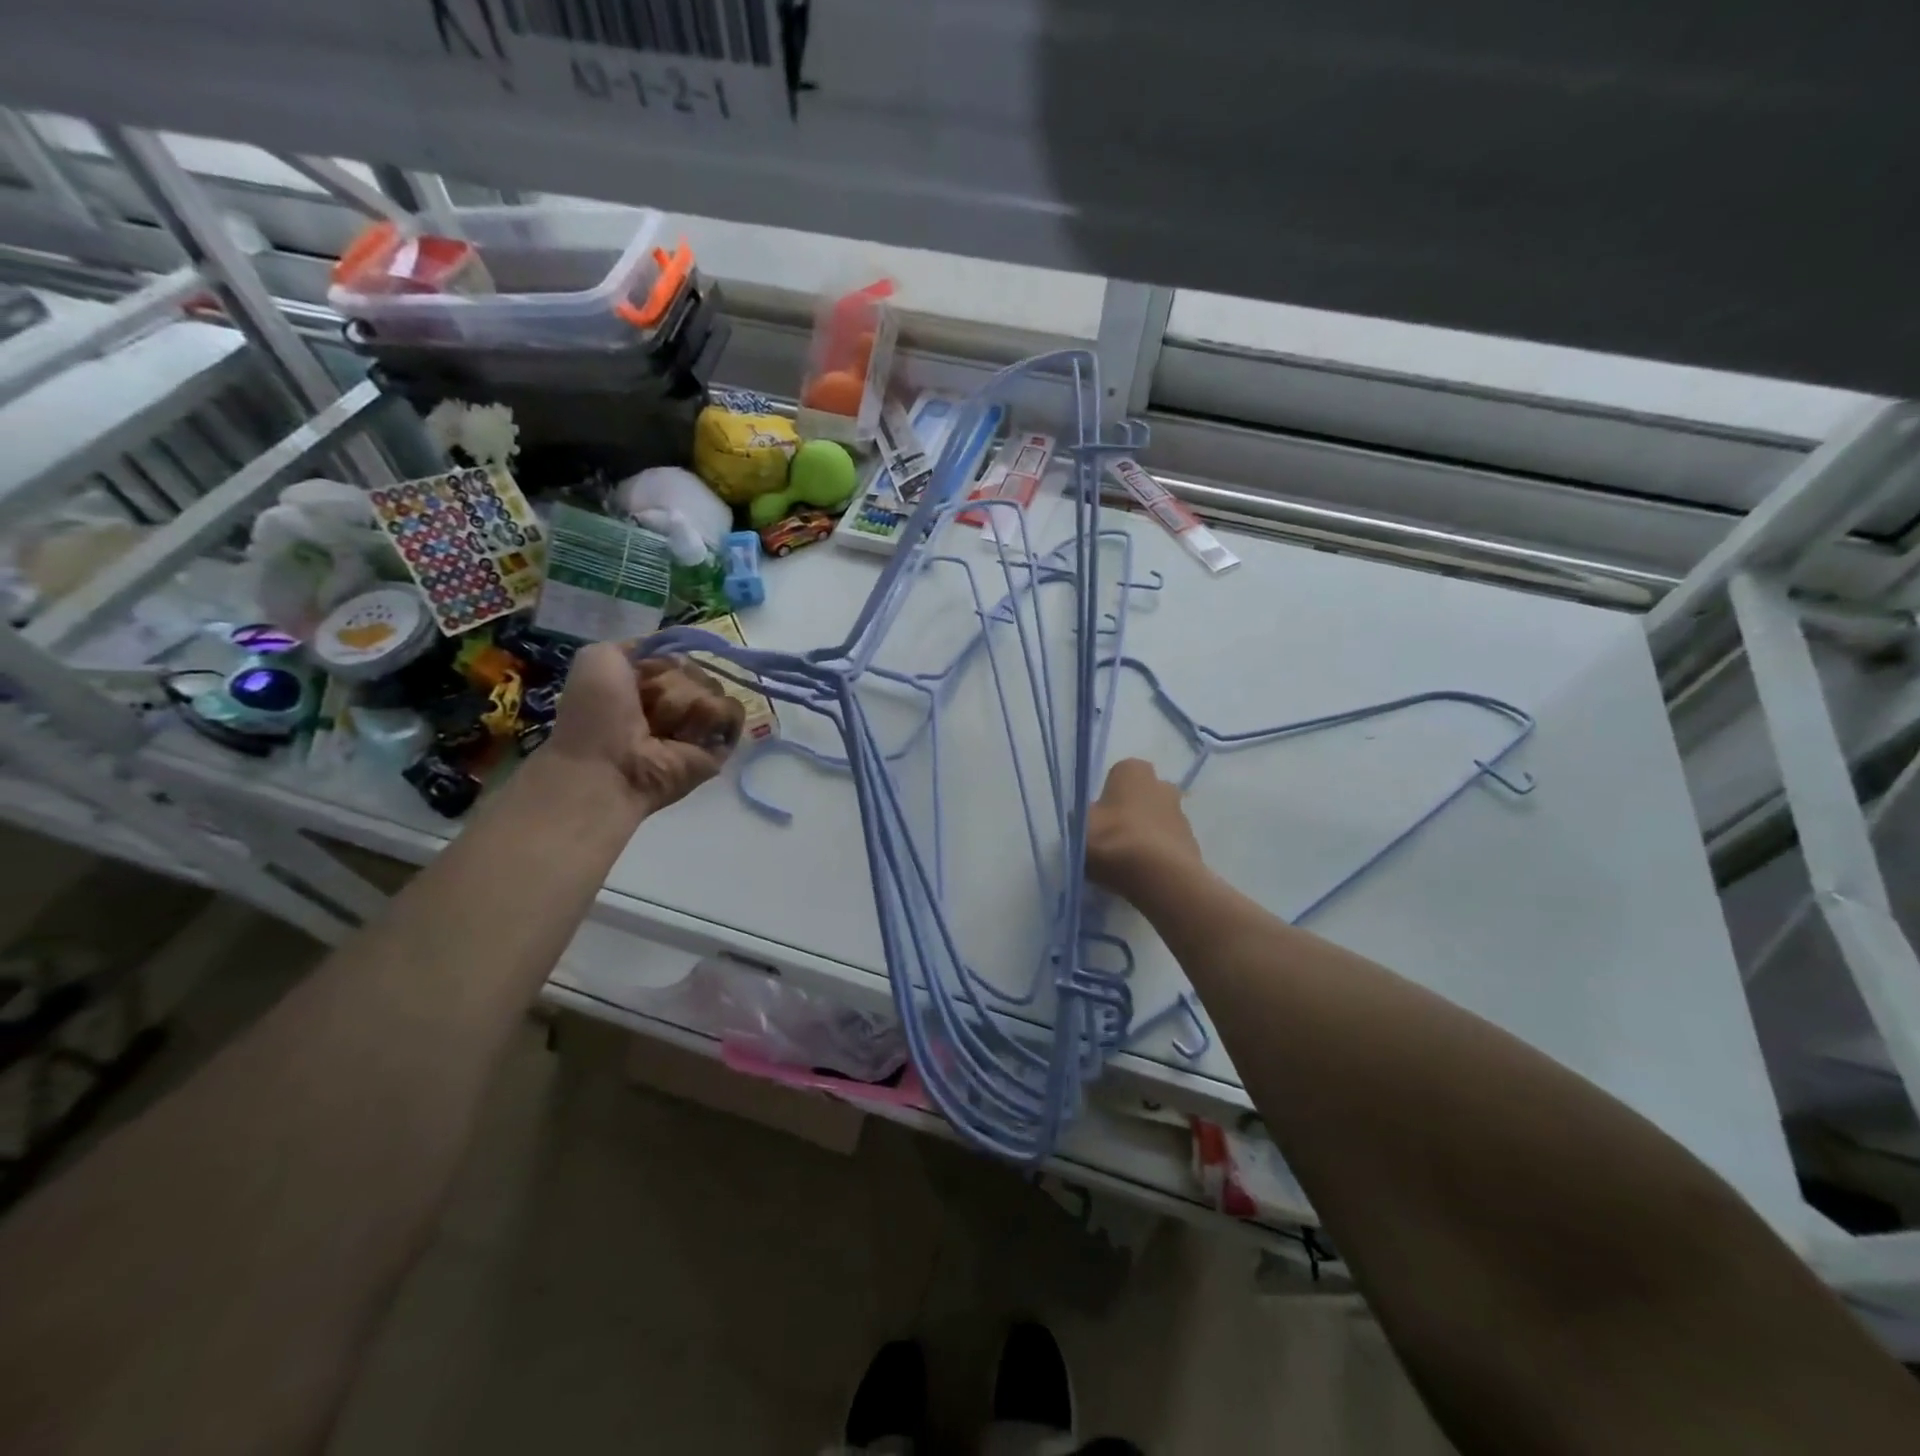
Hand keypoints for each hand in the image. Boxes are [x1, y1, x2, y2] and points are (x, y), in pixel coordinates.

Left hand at [547, 644, 743, 815]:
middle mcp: (676, 702)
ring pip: (714, 688)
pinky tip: (688, 735)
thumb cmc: (596, 714)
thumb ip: (636, 645)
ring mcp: (699, 724)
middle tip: (647, 710)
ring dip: (687, 704)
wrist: (607, 765)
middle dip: (673, 684)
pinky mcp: (720, 744)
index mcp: (648, 684)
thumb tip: (673, 648)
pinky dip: (713, 716)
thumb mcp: (599, 658)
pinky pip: (732, 711)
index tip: (642, 676)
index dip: (662, 663)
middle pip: (697, 670)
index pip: (676, 657)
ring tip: (664, 730)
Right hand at [1085, 758, 1204, 902]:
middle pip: (1141, 796)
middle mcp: (1162, 784)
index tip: (1097, 818)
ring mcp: (1181, 814)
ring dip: (1145, 834)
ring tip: (1127, 861)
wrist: (1159, 876)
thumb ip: (1081, 819)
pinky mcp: (1192, 843)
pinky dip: (1158, 854)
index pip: (1118, 774)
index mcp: (1133, 771)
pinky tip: (1144, 873)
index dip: (1106, 796)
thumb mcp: (1078, 827)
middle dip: (1129, 811)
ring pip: (1156, 820)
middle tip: (1111, 837)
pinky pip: (1168, 844)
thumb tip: (1085, 820)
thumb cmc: (1113, 840)